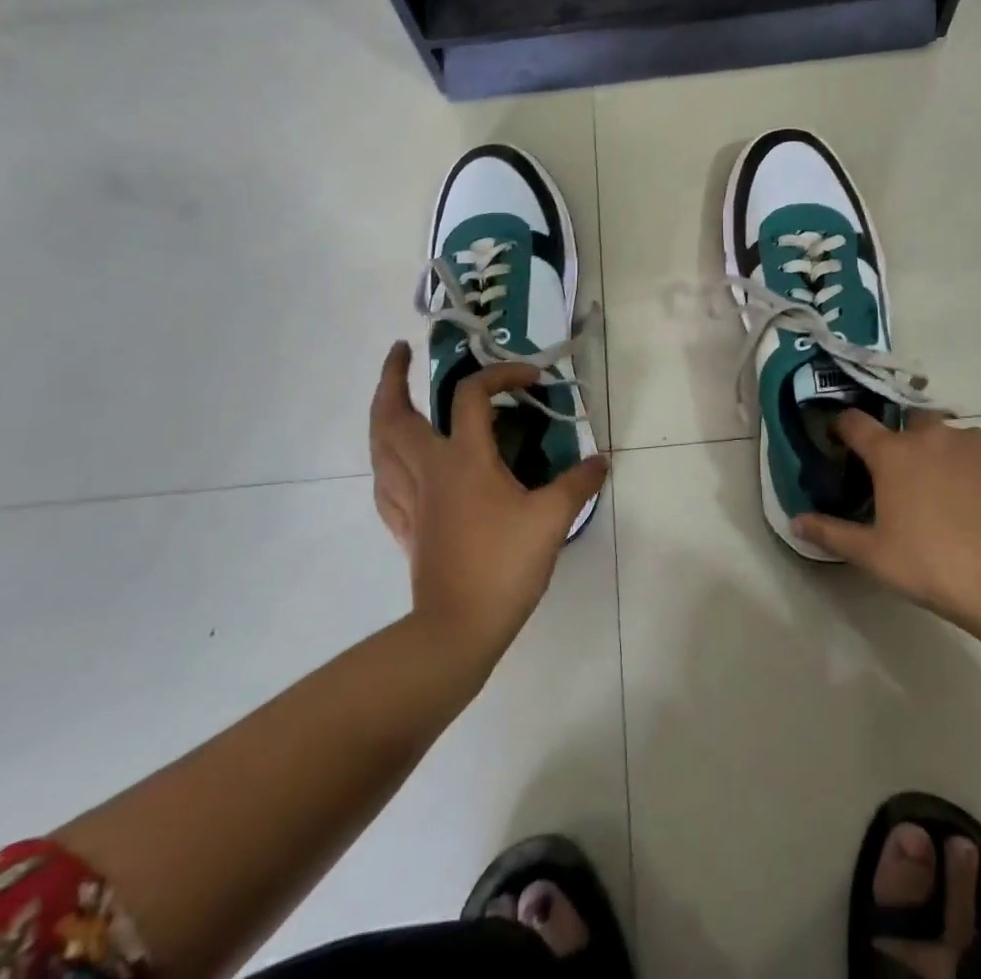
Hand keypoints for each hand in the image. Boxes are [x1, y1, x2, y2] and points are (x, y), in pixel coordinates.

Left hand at [369, 342, 606, 662]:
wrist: (457, 628)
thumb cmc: (504, 565)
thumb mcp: (552, 519)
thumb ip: (578, 483)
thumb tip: (601, 460)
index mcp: (464, 458)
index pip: (473, 394)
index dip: (503, 374)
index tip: (533, 379)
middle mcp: (429, 469)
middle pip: (394, 414)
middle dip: (393, 377)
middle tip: (401, 353)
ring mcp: (410, 498)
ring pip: (379, 446)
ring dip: (380, 413)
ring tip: (390, 398)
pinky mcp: (404, 526)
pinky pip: (383, 482)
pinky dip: (384, 460)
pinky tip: (394, 463)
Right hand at [794, 410, 980, 640]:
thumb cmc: (933, 565)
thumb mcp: (873, 555)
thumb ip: (831, 533)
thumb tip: (795, 521)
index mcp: (893, 454)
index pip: (855, 422)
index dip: (844, 427)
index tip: (841, 439)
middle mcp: (932, 436)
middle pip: (911, 423)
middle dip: (907, 441)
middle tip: (910, 478)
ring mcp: (978, 442)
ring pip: (955, 438)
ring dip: (949, 456)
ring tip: (957, 495)